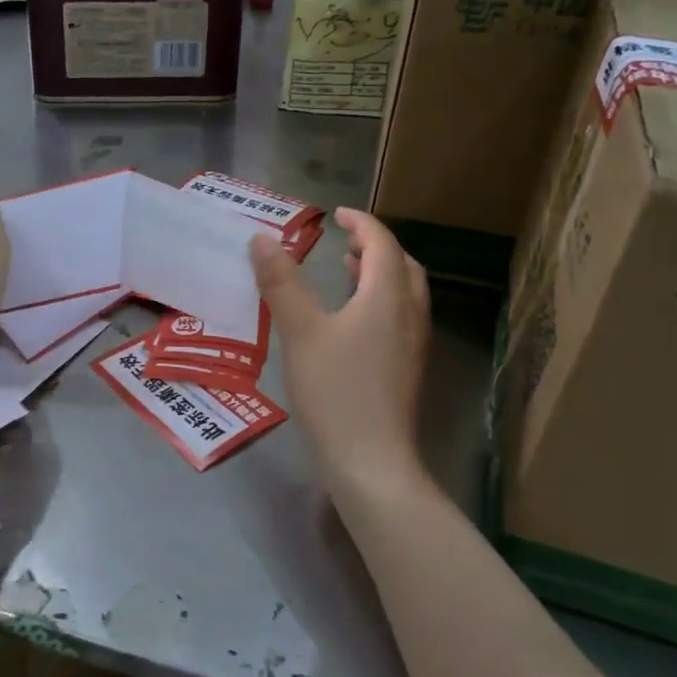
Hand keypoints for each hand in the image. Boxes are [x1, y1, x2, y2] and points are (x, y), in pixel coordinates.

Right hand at [251, 207, 429, 500]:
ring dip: (380, 274)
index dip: (361, 223)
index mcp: (387, 297)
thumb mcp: (300, 332)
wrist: (372, 461)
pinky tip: (352, 323)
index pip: (382, 244)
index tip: (337, 214)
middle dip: (376, 247)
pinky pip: (400, 318)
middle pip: (402, 266)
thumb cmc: (335, 391)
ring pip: (405, 294)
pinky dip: (381, 302)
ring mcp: (413, 346)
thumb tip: (263, 239)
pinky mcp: (408, 370)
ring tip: (349, 272)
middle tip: (345, 242)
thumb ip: (281, 283)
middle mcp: (409, 315)